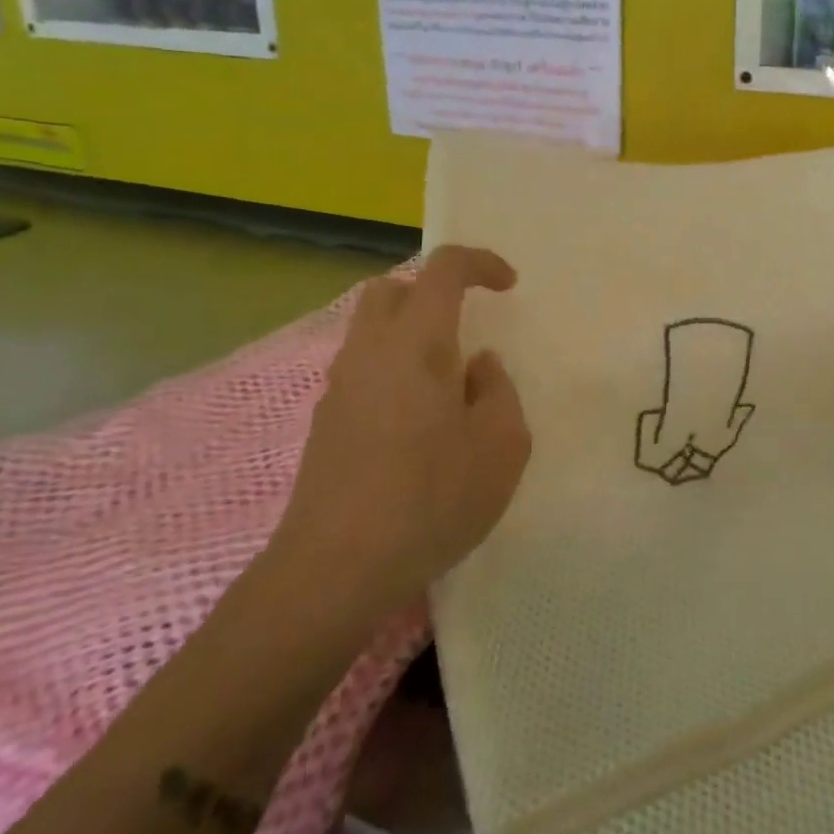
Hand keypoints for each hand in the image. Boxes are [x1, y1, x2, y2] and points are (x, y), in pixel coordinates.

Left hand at [267, 247, 532, 636]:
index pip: (443, 269)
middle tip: (466, 327)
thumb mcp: (502, 446)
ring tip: (447, 384)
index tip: (509, 285)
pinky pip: (363, 369)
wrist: (334, 569)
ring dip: (411, 335)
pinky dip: (393, 370)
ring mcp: (340, 386)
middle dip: (432, 292)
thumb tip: (478, 367)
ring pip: (371, 329)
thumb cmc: (431, 498)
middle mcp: (371, 351)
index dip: (480, 263)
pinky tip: (417, 424)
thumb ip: (499, 391)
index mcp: (417, 343)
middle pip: (392, 289)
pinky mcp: (325, 422)